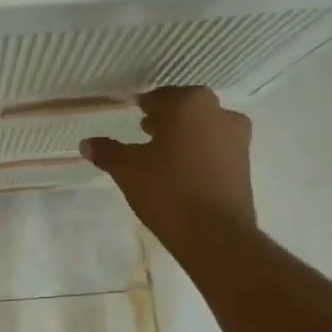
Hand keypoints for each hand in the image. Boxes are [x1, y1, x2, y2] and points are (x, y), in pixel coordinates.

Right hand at [83, 88, 254, 249]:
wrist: (216, 235)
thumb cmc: (167, 190)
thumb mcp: (127, 169)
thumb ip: (107, 151)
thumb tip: (87, 143)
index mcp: (190, 104)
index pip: (161, 97)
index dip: (144, 105)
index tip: (133, 112)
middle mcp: (219, 113)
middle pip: (186, 109)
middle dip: (166, 118)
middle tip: (144, 130)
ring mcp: (238, 139)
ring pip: (204, 128)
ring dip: (184, 135)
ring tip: (161, 153)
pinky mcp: (245, 165)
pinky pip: (215, 149)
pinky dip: (198, 152)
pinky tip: (181, 171)